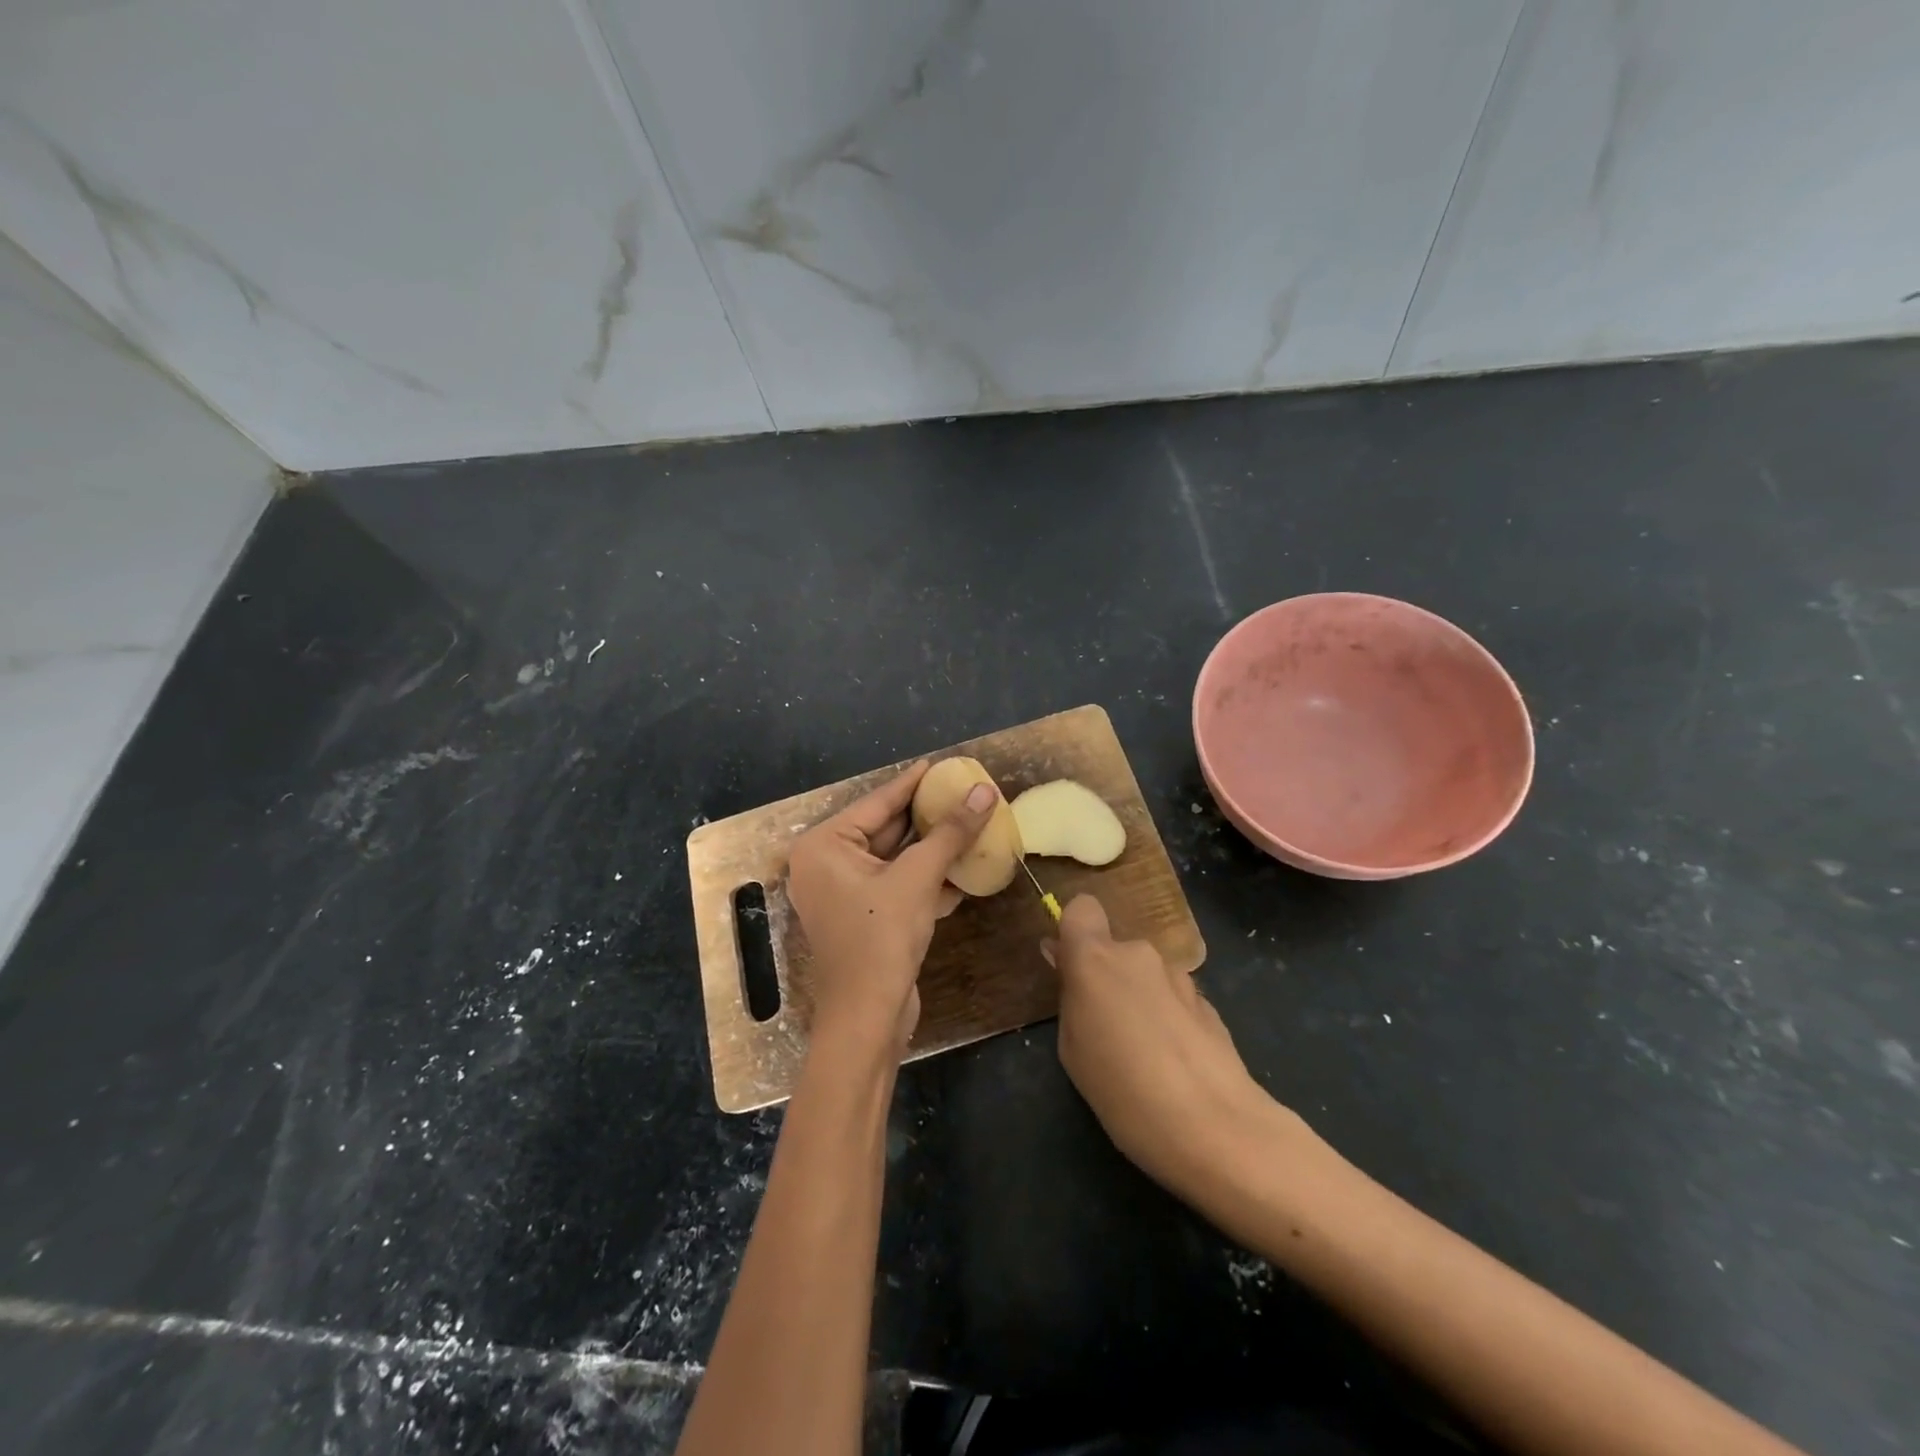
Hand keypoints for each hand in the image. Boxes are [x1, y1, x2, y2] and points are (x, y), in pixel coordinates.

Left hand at [786, 761, 998, 1055]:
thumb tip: (984, 791)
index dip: (912, 783)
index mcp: (824, 846)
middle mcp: (826, 864)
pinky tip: (962, 867)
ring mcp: (843, 893)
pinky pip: (896, 884)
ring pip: (895, 859)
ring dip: (931, 848)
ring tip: (969, 822)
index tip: (941, 765)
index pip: (877, 803)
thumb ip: (950, 832)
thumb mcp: (918, 877)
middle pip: (885, 829)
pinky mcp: (863, 917)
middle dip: (926, 816)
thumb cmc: (881, 938)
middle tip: (961, 792)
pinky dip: (926, 877)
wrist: (868, 1018)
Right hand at [1049, 895, 1289, 1195]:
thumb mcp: (1073, 1048)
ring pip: (1147, 975)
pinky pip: (1174, 999)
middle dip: (1109, 977)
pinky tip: (1174, 1063)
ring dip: (1140, 999)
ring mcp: (1180, 976)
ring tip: (1144, 1054)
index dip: (1075, 931)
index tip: (1071, 966)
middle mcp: (1139, 954)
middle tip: (1104, 1028)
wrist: (1215, 1127)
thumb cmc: (1122, 1089)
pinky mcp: (1209, 1003)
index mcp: (1096, 958)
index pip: (1082, 907)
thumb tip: (1066, 962)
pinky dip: (1169, 1019)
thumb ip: (1070, 996)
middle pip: (1116, 949)